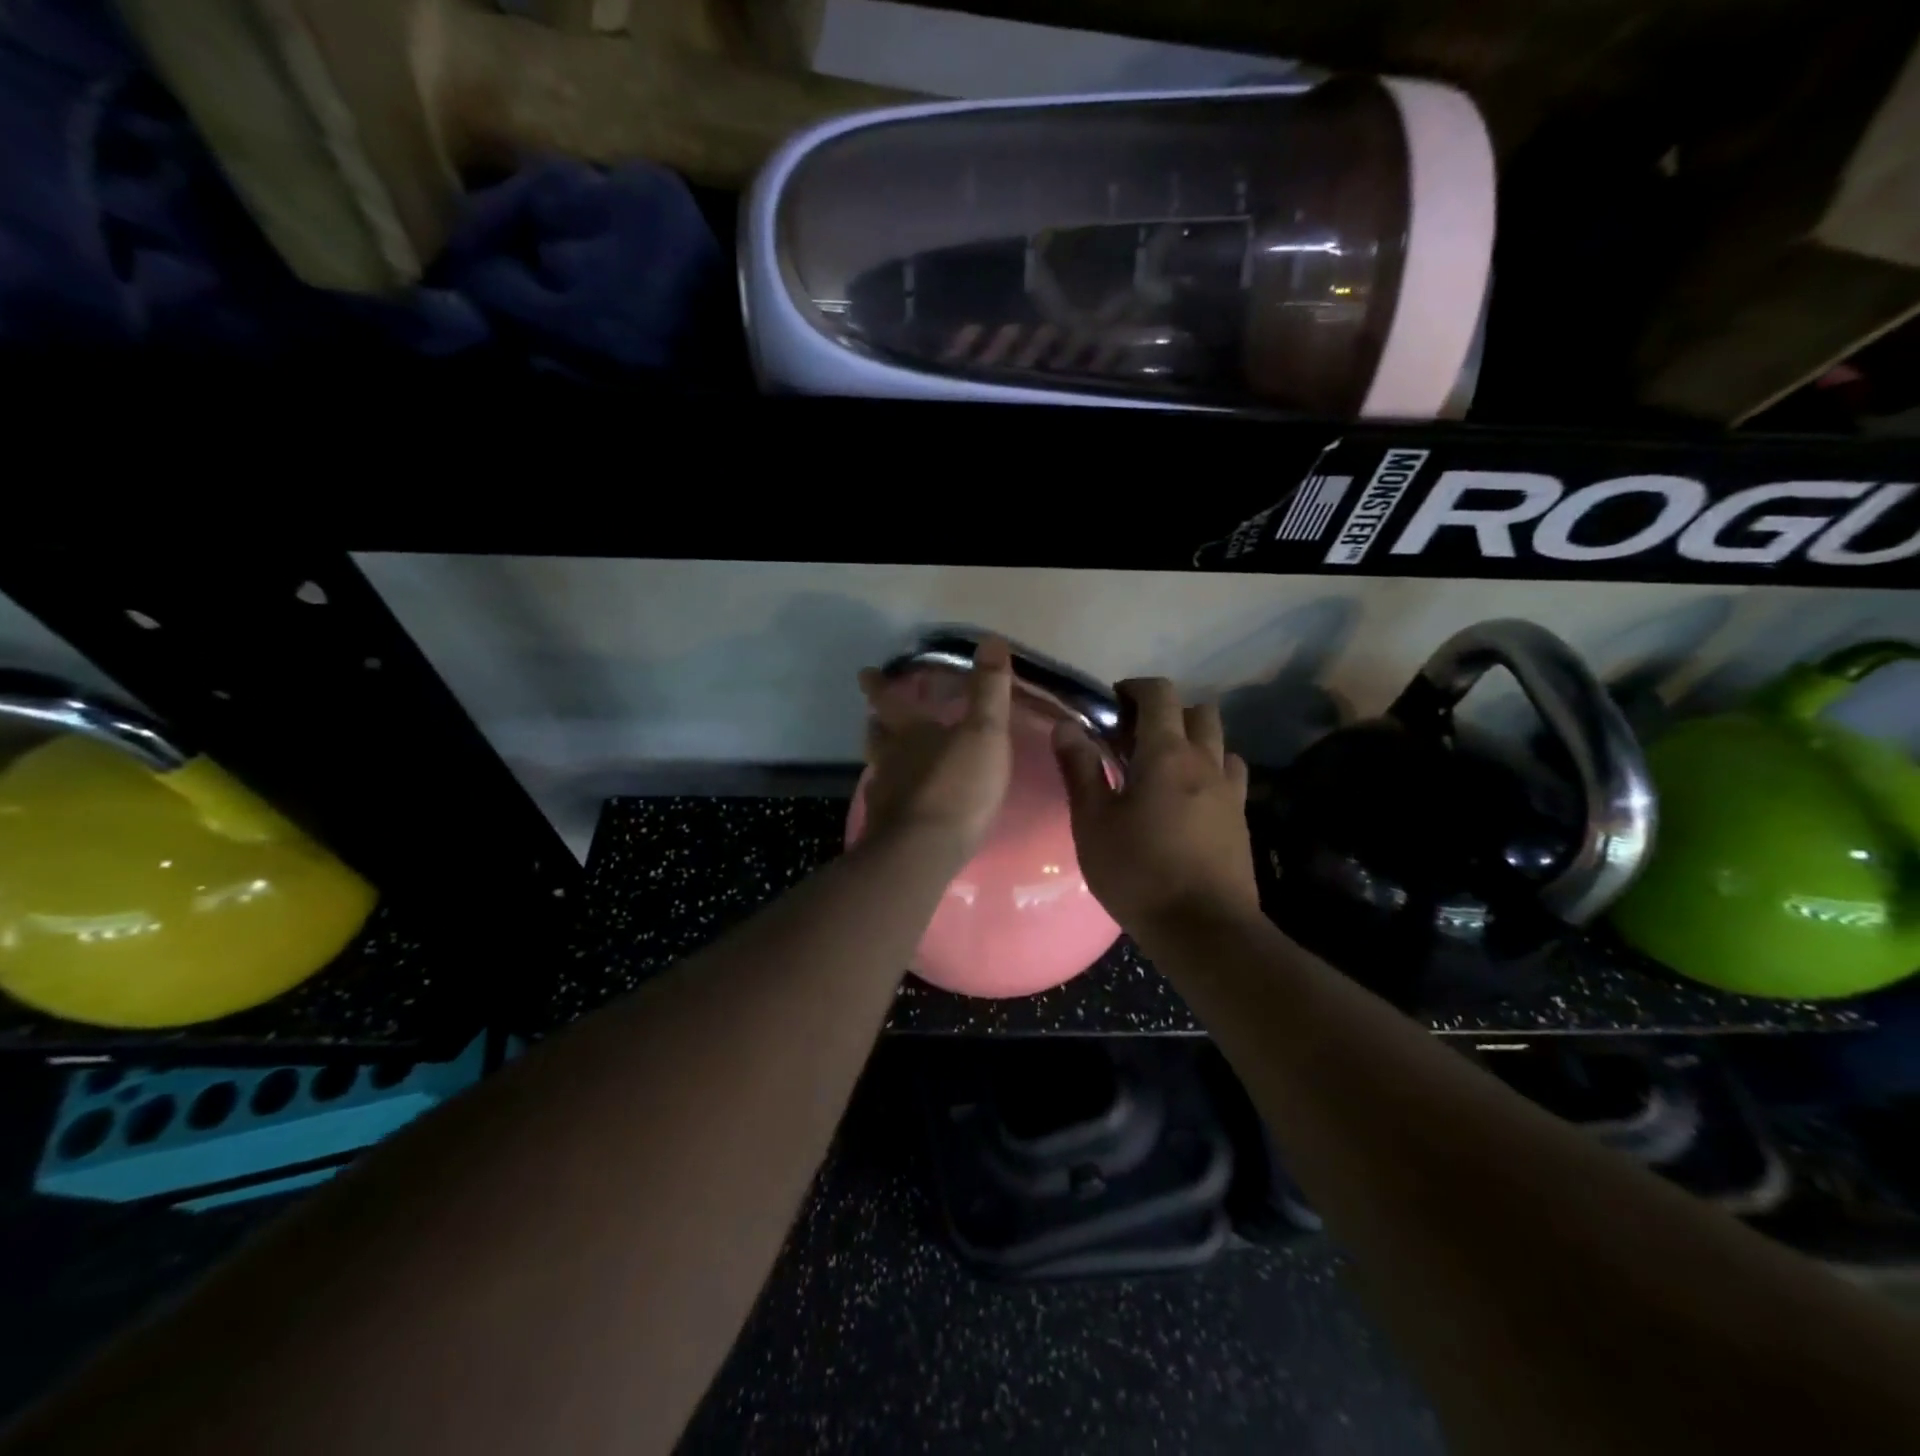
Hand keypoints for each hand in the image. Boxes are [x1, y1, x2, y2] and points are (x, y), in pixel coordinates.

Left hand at [855, 637, 1014, 862]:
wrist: (923, 852)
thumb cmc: (957, 787)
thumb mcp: (984, 733)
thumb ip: (989, 690)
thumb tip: (992, 640)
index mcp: (910, 732)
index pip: (889, 700)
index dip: (879, 685)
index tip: (865, 673)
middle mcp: (890, 760)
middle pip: (876, 735)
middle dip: (877, 722)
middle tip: (875, 716)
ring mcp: (884, 796)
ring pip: (878, 769)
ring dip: (883, 759)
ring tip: (891, 759)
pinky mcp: (886, 829)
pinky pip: (887, 803)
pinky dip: (893, 796)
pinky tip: (904, 804)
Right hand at [1053, 679, 1258, 931]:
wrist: (1203, 928)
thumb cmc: (1138, 872)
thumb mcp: (1093, 822)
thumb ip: (1080, 769)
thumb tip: (1066, 725)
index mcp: (1166, 753)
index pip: (1159, 694)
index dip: (1134, 688)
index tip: (1111, 705)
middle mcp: (1205, 761)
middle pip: (1198, 711)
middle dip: (1167, 712)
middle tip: (1135, 738)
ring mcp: (1230, 790)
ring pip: (1219, 742)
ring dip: (1193, 740)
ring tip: (1163, 768)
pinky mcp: (1241, 819)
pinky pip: (1229, 776)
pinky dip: (1210, 771)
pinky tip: (1188, 799)